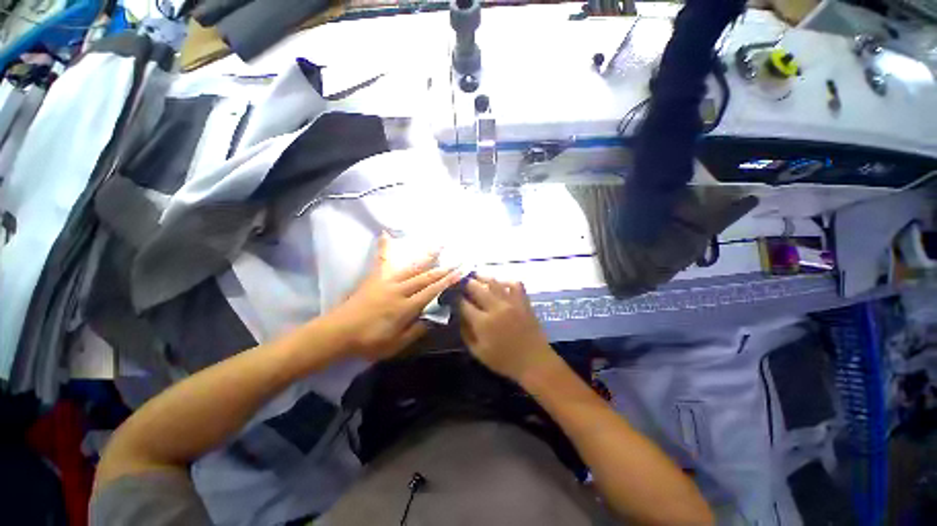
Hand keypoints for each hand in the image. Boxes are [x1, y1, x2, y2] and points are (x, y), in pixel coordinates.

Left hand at [328, 233, 459, 360]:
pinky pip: (382, 260)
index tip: (460, 272)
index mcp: (405, 307)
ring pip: (412, 266)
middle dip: (444, 268)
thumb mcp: (396, 344)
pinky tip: (385, 234)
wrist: (338, 332)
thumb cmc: (368, 342)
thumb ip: (417, 330)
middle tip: (458, 260)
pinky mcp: (375, 277)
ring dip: (427, 255)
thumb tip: (434, 318)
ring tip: (439, 244)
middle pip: (426, 277)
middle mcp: (399, 290)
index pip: (432, 291)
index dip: (447, 281)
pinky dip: (385, 247)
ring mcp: (386, 281)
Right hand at [459, 276, 556, 381]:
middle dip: (466, 284)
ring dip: (482, 277)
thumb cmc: (504, 360)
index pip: (464, 304)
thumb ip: (466, 333)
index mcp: (483, 322)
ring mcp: (511, 302)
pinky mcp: (523, 301)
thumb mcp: (478, 352)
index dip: (456, 298)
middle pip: (477, 288)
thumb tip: (458, 317)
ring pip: (494, 282)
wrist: (534, 361)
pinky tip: (500, 283)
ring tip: (476, 276)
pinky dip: (506, 281)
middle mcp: (496, 308)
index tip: (452, 295)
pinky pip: (515, 284)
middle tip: (462, 283)